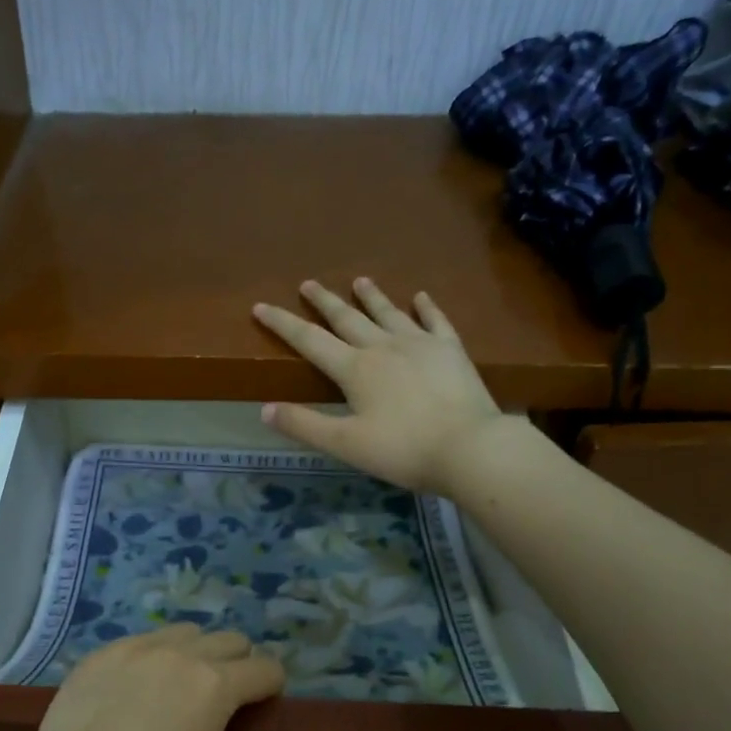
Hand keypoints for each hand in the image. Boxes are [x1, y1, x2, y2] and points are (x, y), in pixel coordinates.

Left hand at [3, 624, 335, 730]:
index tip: (255, 721)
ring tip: (179, 698)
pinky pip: (143, 640)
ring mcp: (134, 647)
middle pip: (230, 642)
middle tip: (219, 712)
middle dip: (238, 669)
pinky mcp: (99, 654)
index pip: (266, 668)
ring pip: (186, 634)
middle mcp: (178, 651)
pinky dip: (154, 657)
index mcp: (214, 682)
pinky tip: (136, 695)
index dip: (271, 693)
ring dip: (197, 655)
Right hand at [252, 279, 507, 492]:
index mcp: (354, 369)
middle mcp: (383, 346)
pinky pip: (435, 321)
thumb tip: (264, 408)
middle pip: (347, 318)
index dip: (282, 324)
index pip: (309, 340)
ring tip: (359, 281)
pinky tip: (421, 297)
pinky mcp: (450, 350)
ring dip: (371, 297)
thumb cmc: (402, 450)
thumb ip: (304, 425)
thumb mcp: (345, 444)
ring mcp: (420, 344)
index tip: (261, 306)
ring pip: (388, 312)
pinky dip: (426, 307)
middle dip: (324, 301)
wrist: (469, 447)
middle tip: (309, 283)